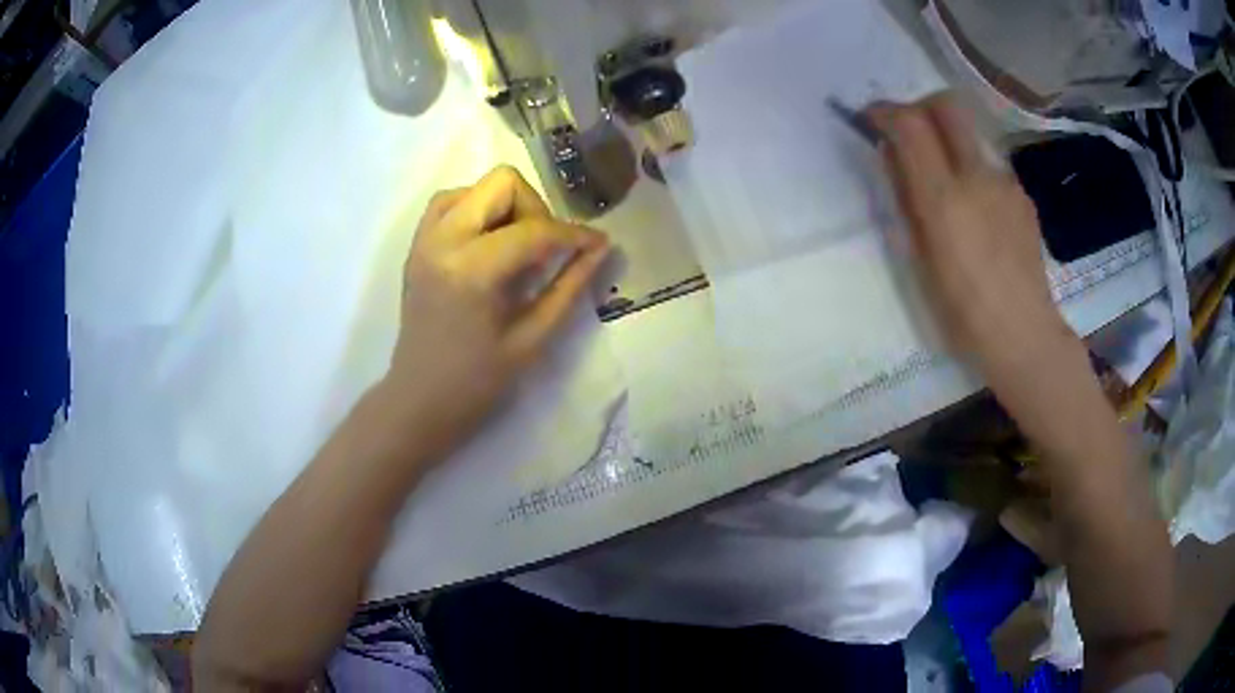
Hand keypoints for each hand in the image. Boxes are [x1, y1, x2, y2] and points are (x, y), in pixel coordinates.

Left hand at [377, 166, 609, 462]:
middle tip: (545, 250)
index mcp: (472, 270)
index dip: (574, 234)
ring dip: (505, 206)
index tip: (598, 244)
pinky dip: (477, 210)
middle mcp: (443, 241)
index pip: (535, 230)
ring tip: (516, 247)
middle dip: (535, 209)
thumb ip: (569, 286)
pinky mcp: (417, 245)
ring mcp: (424, 240)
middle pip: (502, 183)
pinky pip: (451, 202)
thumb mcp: (532, 338)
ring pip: (475, 186)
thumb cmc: (476, 382)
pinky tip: (490, 243)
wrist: (418, 400)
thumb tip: (601, 248)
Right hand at [868, 93, 1077, 383]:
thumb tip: (892, 156)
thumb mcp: (918, 259)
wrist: (1023, 335)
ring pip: (971, 138)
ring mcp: (1006, 184)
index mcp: (944, 198)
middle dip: (922, 106)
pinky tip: (980, 216)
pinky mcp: (1023, 197)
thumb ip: (905, 199)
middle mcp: (977, 177)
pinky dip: (976, 175)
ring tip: (951, 190)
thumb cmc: (961, 313)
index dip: (885, 111)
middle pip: (948, 105)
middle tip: (911, 132)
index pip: (910, 123)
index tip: (873, 120)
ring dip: (951, 146)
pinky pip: (991, 169)